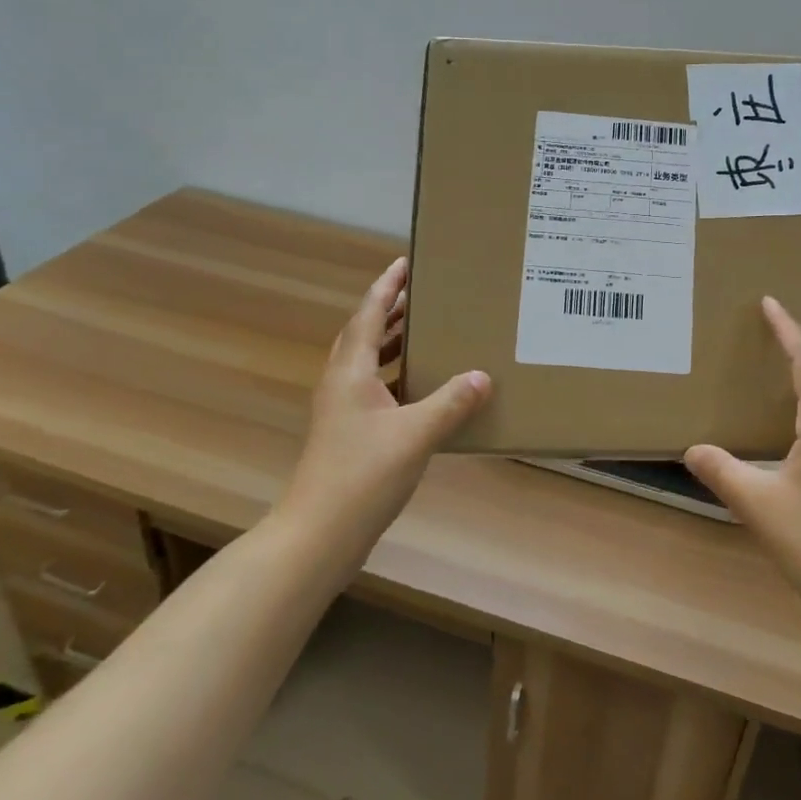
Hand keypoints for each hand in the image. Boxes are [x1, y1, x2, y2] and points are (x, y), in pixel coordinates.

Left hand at [275, 257, 490, 565]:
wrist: (317, 536)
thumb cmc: (362, 476)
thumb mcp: (415, 435)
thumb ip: (451, 402)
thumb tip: (483, 376)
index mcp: (350, 373)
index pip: (368, 314)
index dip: (386, 287)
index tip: (405, 263)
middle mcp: (342, 384)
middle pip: (364, 334)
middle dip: (391, 311)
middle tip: (424, 294)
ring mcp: (342, 411)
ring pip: (368, 363)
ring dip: (393, 343)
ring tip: (427, 332)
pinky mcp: (349, 434)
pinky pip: (375, 389)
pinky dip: (397, 377)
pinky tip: (424, 389)